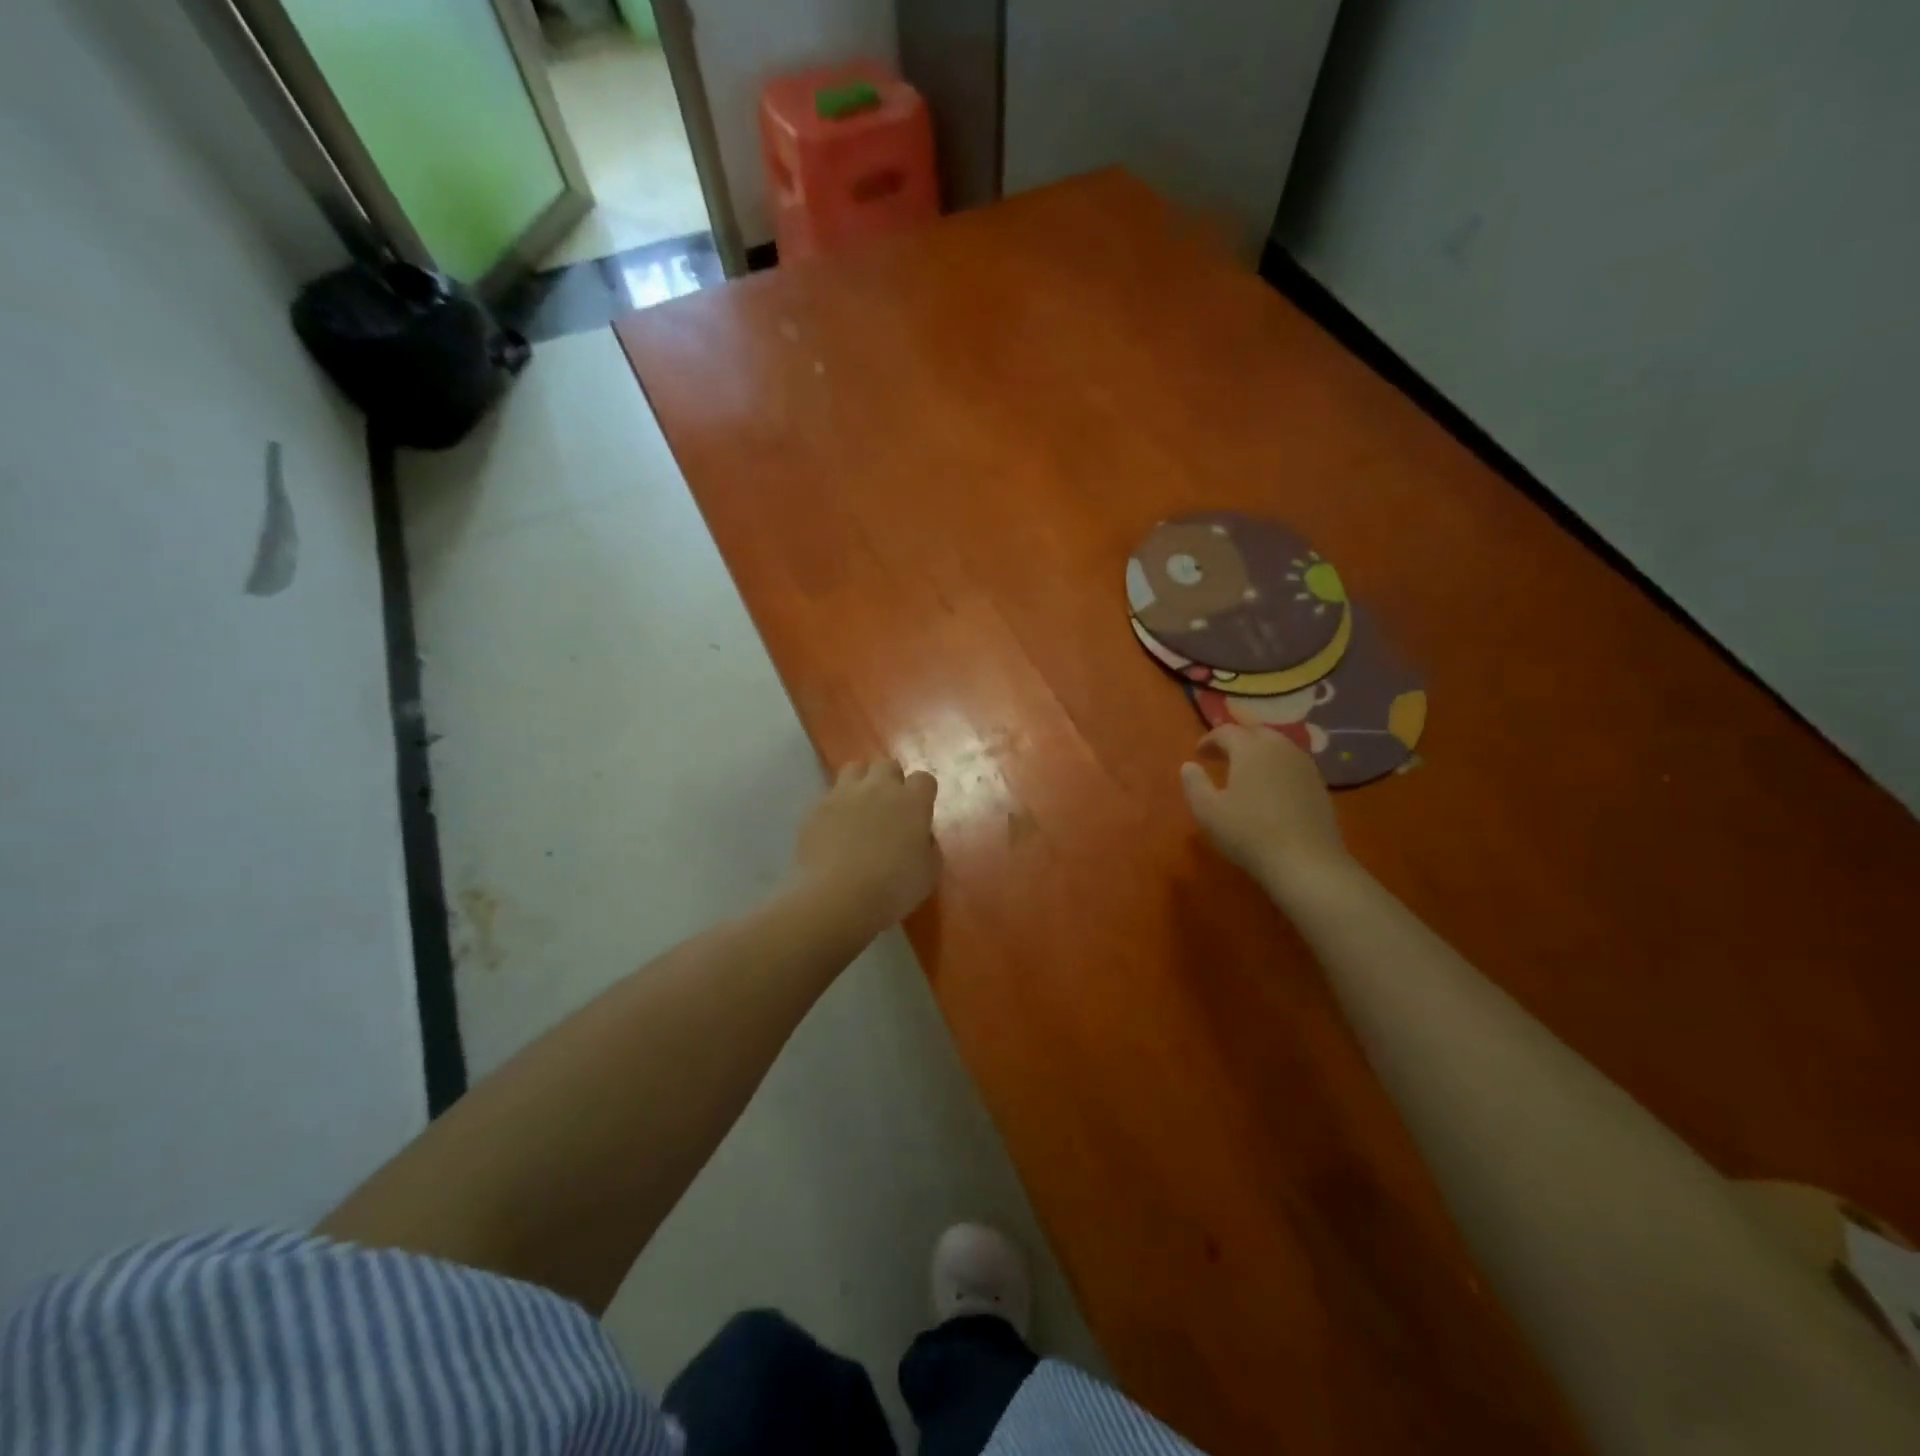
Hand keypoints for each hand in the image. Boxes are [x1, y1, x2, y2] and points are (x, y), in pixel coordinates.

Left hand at [791, 758, 939, 930]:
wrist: (838, 897)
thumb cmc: (893, 888)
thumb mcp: (928, 873)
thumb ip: (928, 847)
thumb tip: (921, 837)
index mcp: (912, 802)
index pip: (924, 779)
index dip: (922, 793)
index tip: (919, 811)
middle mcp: (879, 788)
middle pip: (888, 766)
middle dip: (891, 781)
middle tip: (889, 807)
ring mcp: (844, 794)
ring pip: (855, 769)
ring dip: (861, 782)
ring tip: (859, 806)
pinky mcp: (817, 807)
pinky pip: (829, 795)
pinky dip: (835, 806)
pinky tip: (834, 828)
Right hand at [1180, 726, 1348, 890]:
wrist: (1306, 861)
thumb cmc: (1248, 832)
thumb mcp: (1207, 811)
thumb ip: (1194, 783)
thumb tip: (1189, 765)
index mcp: (1251, 748)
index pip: (1227, 732)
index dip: (1210, 739)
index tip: (1198, 753)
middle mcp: (1280, 748)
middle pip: (1256, 733)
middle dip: (1236, 740)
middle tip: (1221, 757)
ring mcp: (1304, 766)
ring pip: (1278, 747)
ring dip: (1258, 753)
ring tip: (1245, 772)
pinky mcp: (1319, 785)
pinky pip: (1292, 765)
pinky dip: (1276, 768)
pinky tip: (1270, 789)